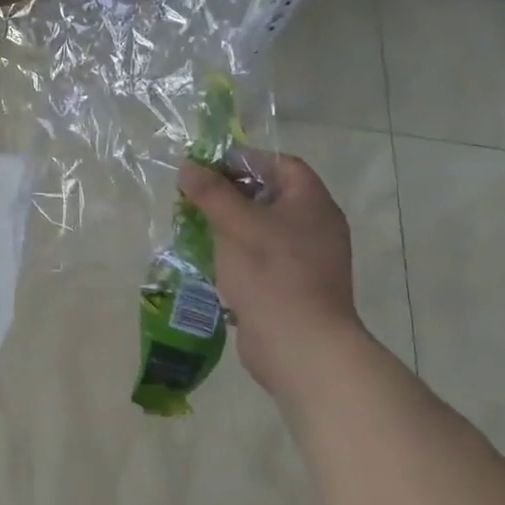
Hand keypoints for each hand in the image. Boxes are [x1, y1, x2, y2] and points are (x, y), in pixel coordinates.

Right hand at [179, 154, 361, 395]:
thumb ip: (211, 192)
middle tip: (195, 194)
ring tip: (194, 224)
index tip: (209, 165)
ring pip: (262, 228)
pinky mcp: (291, 287)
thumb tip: (188, 166)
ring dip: (229, 223)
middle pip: (271, 195)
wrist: (299, 345)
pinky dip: (235, 252)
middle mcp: (315, 228)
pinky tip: (208, 258)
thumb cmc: (272, 274)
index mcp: (312, 205)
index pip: (283, 165)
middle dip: (231, 191)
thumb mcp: (235, 225)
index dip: (247, 159)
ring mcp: (306, 260)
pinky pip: (261, 257)